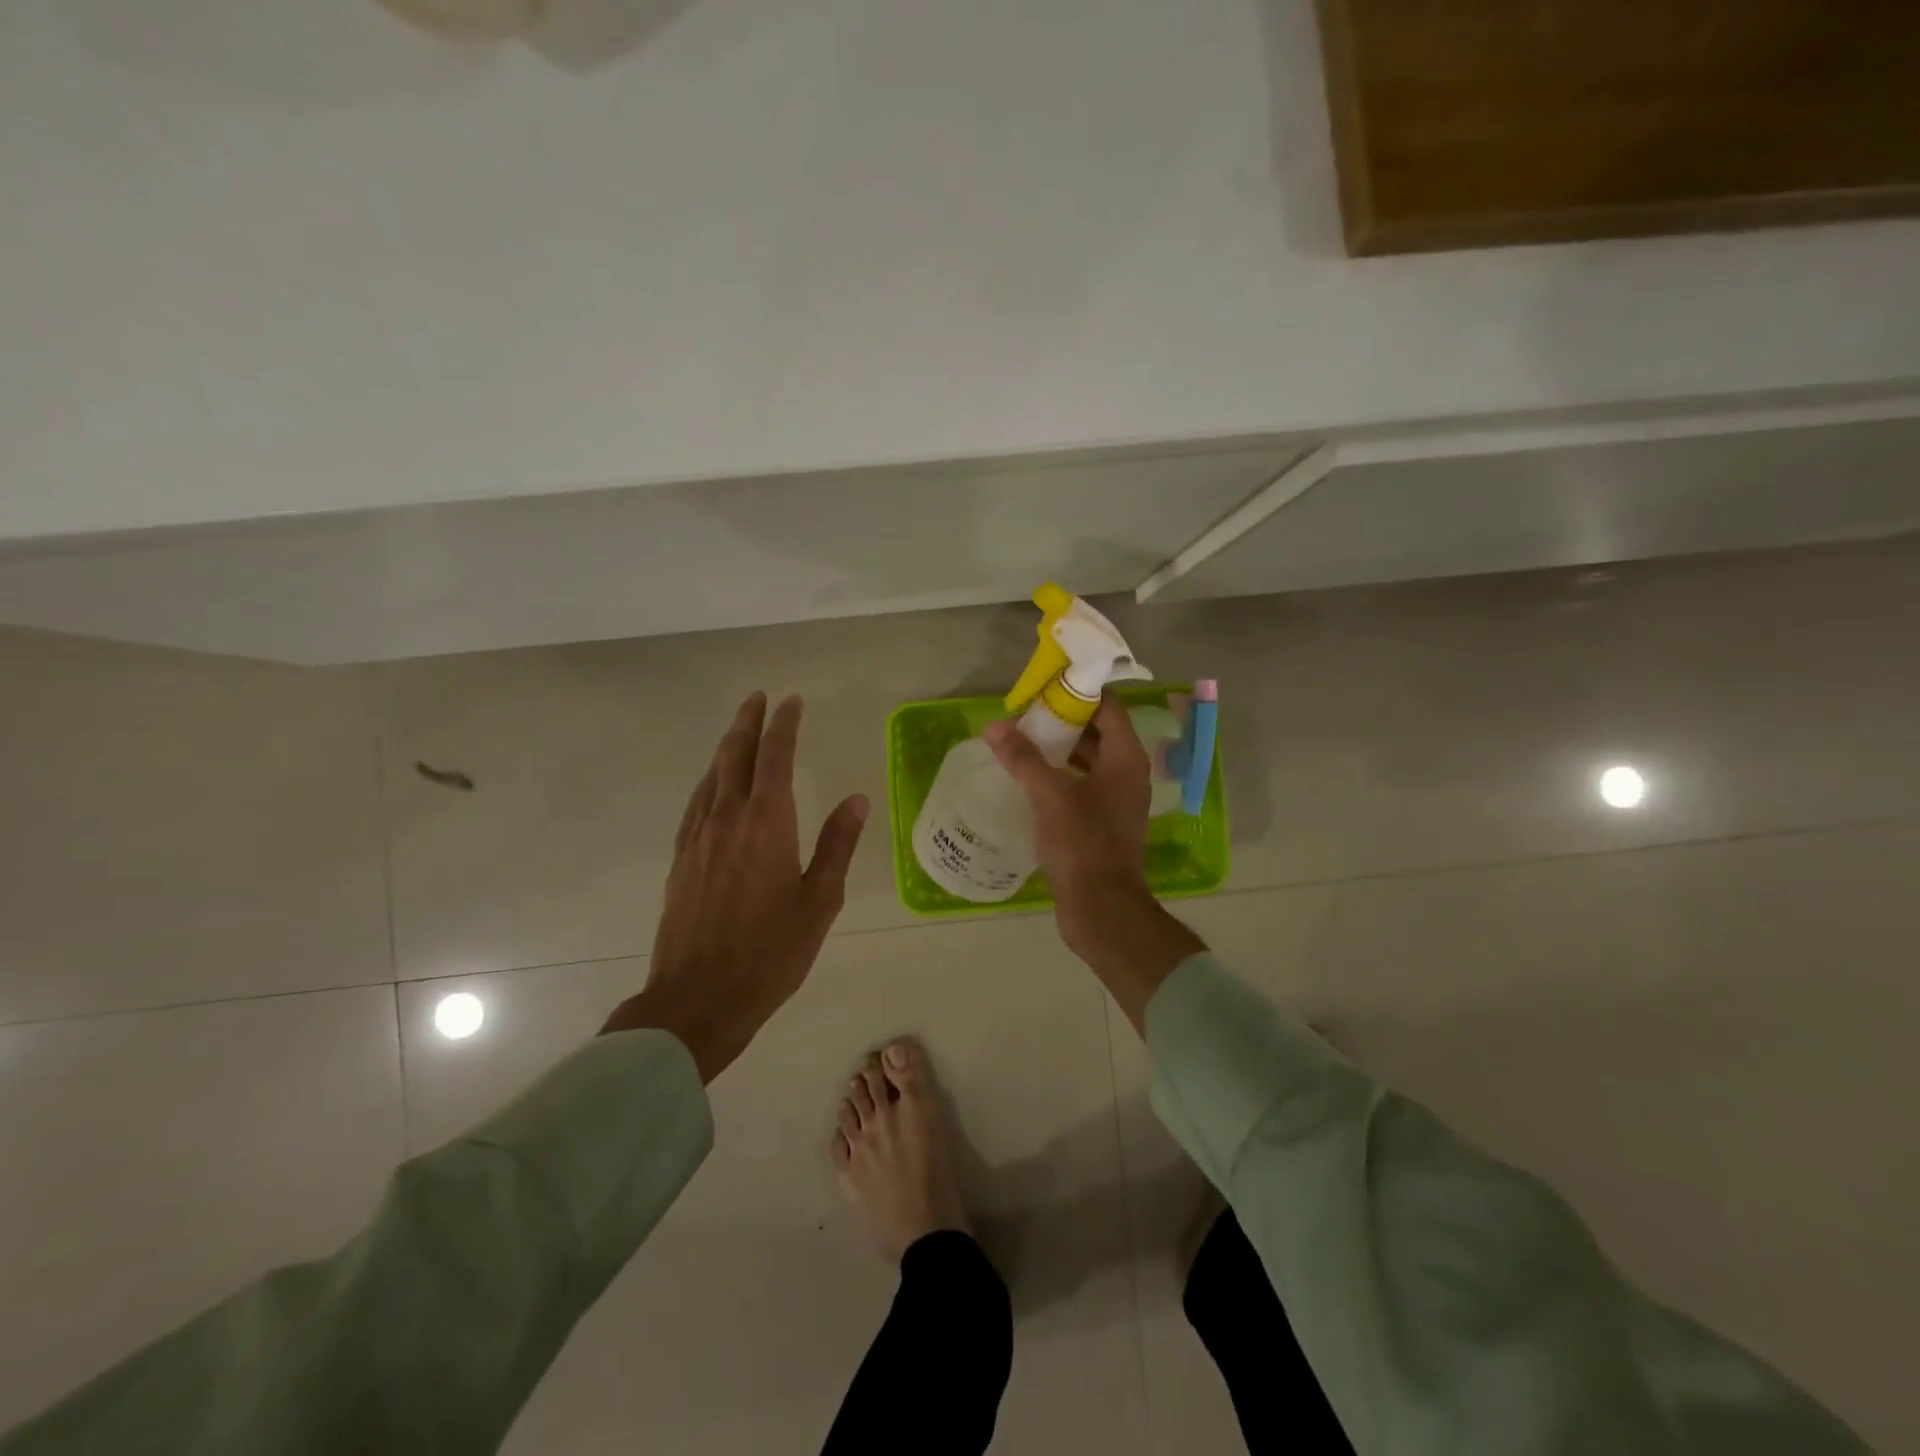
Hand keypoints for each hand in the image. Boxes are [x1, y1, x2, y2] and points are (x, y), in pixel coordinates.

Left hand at [603, 692, 868, 1081]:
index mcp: (767, 824)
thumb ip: (837, 844)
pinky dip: (709, 781)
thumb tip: (856, 799)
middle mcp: (727, 819)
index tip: (792, 702)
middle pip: (735, 756)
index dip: (785, 725)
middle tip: (758, 698)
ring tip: (739, 732)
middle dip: (748, 722)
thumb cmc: (770, 953)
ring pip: (711, 777)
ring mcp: (698, 839)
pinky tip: (712, 786)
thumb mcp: (820, 901)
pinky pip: (696, 804)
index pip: (775, 757)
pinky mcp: (681, 860)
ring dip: (726, 747)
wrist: (698, 999)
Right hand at [984, 695, 1204, 1031]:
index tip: (1044, 685)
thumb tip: (994, 727)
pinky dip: (1059, 775)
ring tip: (1020, 741)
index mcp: (1126, 758)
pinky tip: (1029, 778)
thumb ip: (1023, 758)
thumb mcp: (1050, 795)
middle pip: (1097, 731)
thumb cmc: (1082, 844)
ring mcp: (1116, 800)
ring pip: (1088, 760)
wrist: (1102, 908)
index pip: (1108, 706)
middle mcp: (1127, 773)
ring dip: (1058, 749)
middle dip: (1062, 720)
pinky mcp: (1102, 822)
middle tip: (1024, 713)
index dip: (1079, 691)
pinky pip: (1081, 785)